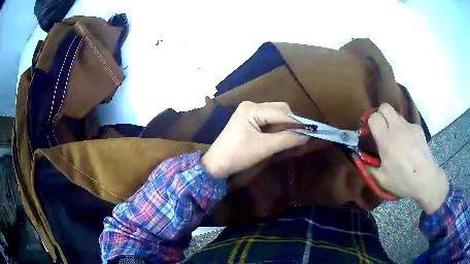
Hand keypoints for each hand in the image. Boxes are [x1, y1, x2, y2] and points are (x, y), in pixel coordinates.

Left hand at [202, 101, 307, 178]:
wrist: (216, 164)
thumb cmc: (238, 155)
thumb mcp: (264, 148)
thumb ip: (287, 140)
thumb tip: (307, 136)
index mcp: (252, 109)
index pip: (281, 112)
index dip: (297, 122)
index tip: (312, 130)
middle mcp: (251, 105)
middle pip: (279, 109)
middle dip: (291, 122)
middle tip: (300, 135)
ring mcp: (248, 111)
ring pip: (275, 113)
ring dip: (284, 124)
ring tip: (290, 137)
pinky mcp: (248, 118)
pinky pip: (268, 119)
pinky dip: (276, 126)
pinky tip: (279, 135)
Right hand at [367, 103, 448, 213]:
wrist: (426, 178)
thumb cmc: (403, 180)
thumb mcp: (382, 180)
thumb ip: (369, 167)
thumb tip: (360, 157)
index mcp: (386, 140)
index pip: (374, 117)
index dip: (370, 122)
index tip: (371, 132)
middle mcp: (397, 128)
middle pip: (385, 107)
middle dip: (381, 115)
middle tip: (382, 129)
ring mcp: (409, 126)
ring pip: (397, 115)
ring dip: (393, 123)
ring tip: (397, 140)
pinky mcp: (418, 128)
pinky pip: (407, 124)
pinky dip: (405, 131)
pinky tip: (409, 145)